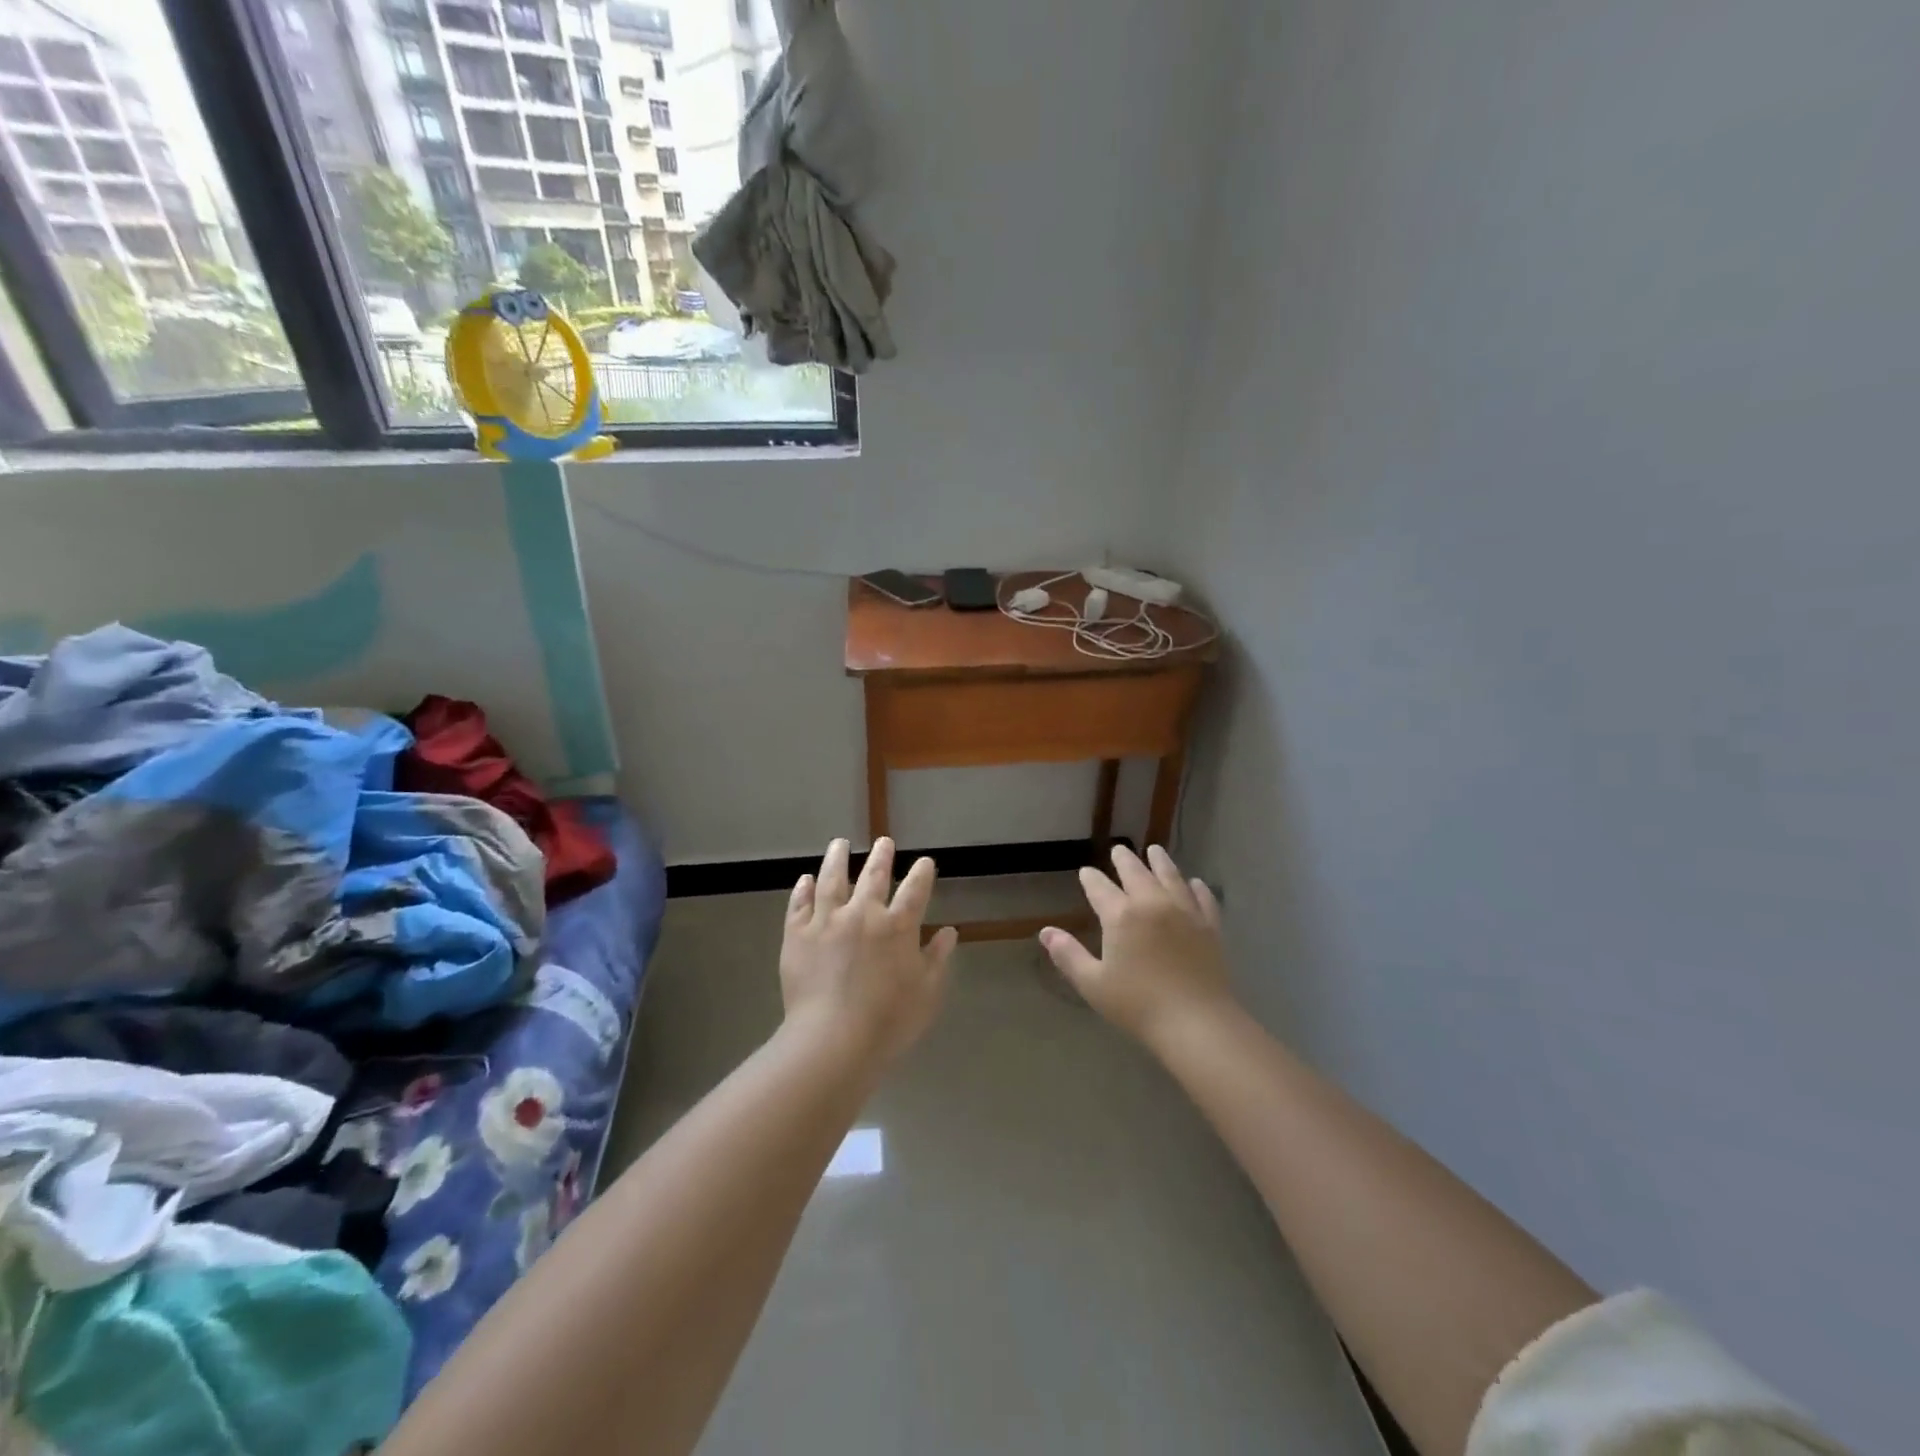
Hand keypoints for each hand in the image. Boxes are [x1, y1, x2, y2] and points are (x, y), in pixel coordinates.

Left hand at [780, 838, 958, 1066]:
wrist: (831, 1040)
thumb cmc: (888, 1021)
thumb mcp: (926, 993)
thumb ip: (937, 959)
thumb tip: (949, 933)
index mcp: (898, 926)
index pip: (915, 890)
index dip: (922, 873)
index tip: (925, 862)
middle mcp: (863, 914)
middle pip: (873, 876)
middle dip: (881, 856)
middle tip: (884, 841)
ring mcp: (826, 921)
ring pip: (832, 880)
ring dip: (837, 859)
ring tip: (839, 844)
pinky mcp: (797, 935)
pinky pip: (800, 905)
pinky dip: (803, 890)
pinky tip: (805, 879)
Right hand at [1040, 845, 1234, 1049]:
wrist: (1196, 1022)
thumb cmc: (1138, 1005)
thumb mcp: (1093, 983)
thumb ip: (1068, 955)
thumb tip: (1045, 932)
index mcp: (1121, 915)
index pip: (1100, 888)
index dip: (1091, 878)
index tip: (1086, 872)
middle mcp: (1152, 903)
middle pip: (1136, 873)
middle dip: (1124, 860)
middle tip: (1119, 850)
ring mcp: (1185, 911)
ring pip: (1170, 876)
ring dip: (1160, 862)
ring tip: (1154, 851)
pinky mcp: (1209, 926)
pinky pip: (1202, 897)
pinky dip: (1196, 886)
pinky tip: (1194, 882)